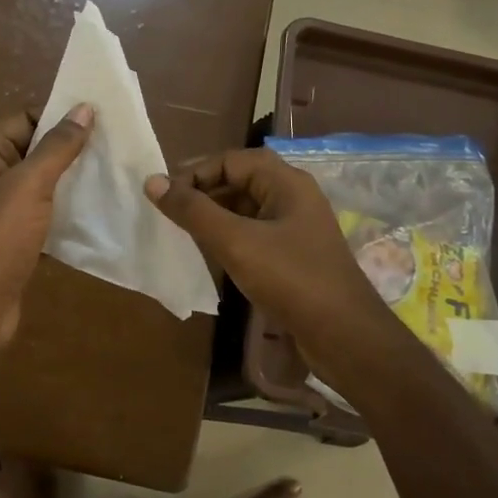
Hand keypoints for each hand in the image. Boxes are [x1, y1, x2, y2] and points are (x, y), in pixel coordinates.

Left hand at [0, 105, 93, 357]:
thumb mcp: (29, 184)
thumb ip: (57, 147)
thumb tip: (83, 107)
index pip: (24, 119)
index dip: (58, 117)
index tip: (99, 122)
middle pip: (34, 153)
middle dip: (70, 152)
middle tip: (114, 152)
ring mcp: (0, 214)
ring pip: (41, 189)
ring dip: (71, 185)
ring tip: (112, 181)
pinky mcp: (13, 244)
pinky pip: (43, 220)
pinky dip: (65, 217)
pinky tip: (96, 218)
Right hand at [145, 149, 389, 344]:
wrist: (344, 337)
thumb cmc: (291, 279)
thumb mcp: (235, 242)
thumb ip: (193, 211)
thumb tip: (152, 181)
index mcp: (286, 183)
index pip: (231, 160)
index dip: (195, 172)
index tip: (163, 195)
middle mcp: (292, 198)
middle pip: (239, 181)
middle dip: (202, 193)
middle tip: (167, 214)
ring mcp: (295, 229)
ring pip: (245, 210)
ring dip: (213, 217)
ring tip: (182, 233)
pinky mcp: (293, 257)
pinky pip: (253, 235)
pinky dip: (228, 239)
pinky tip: (209, 256)